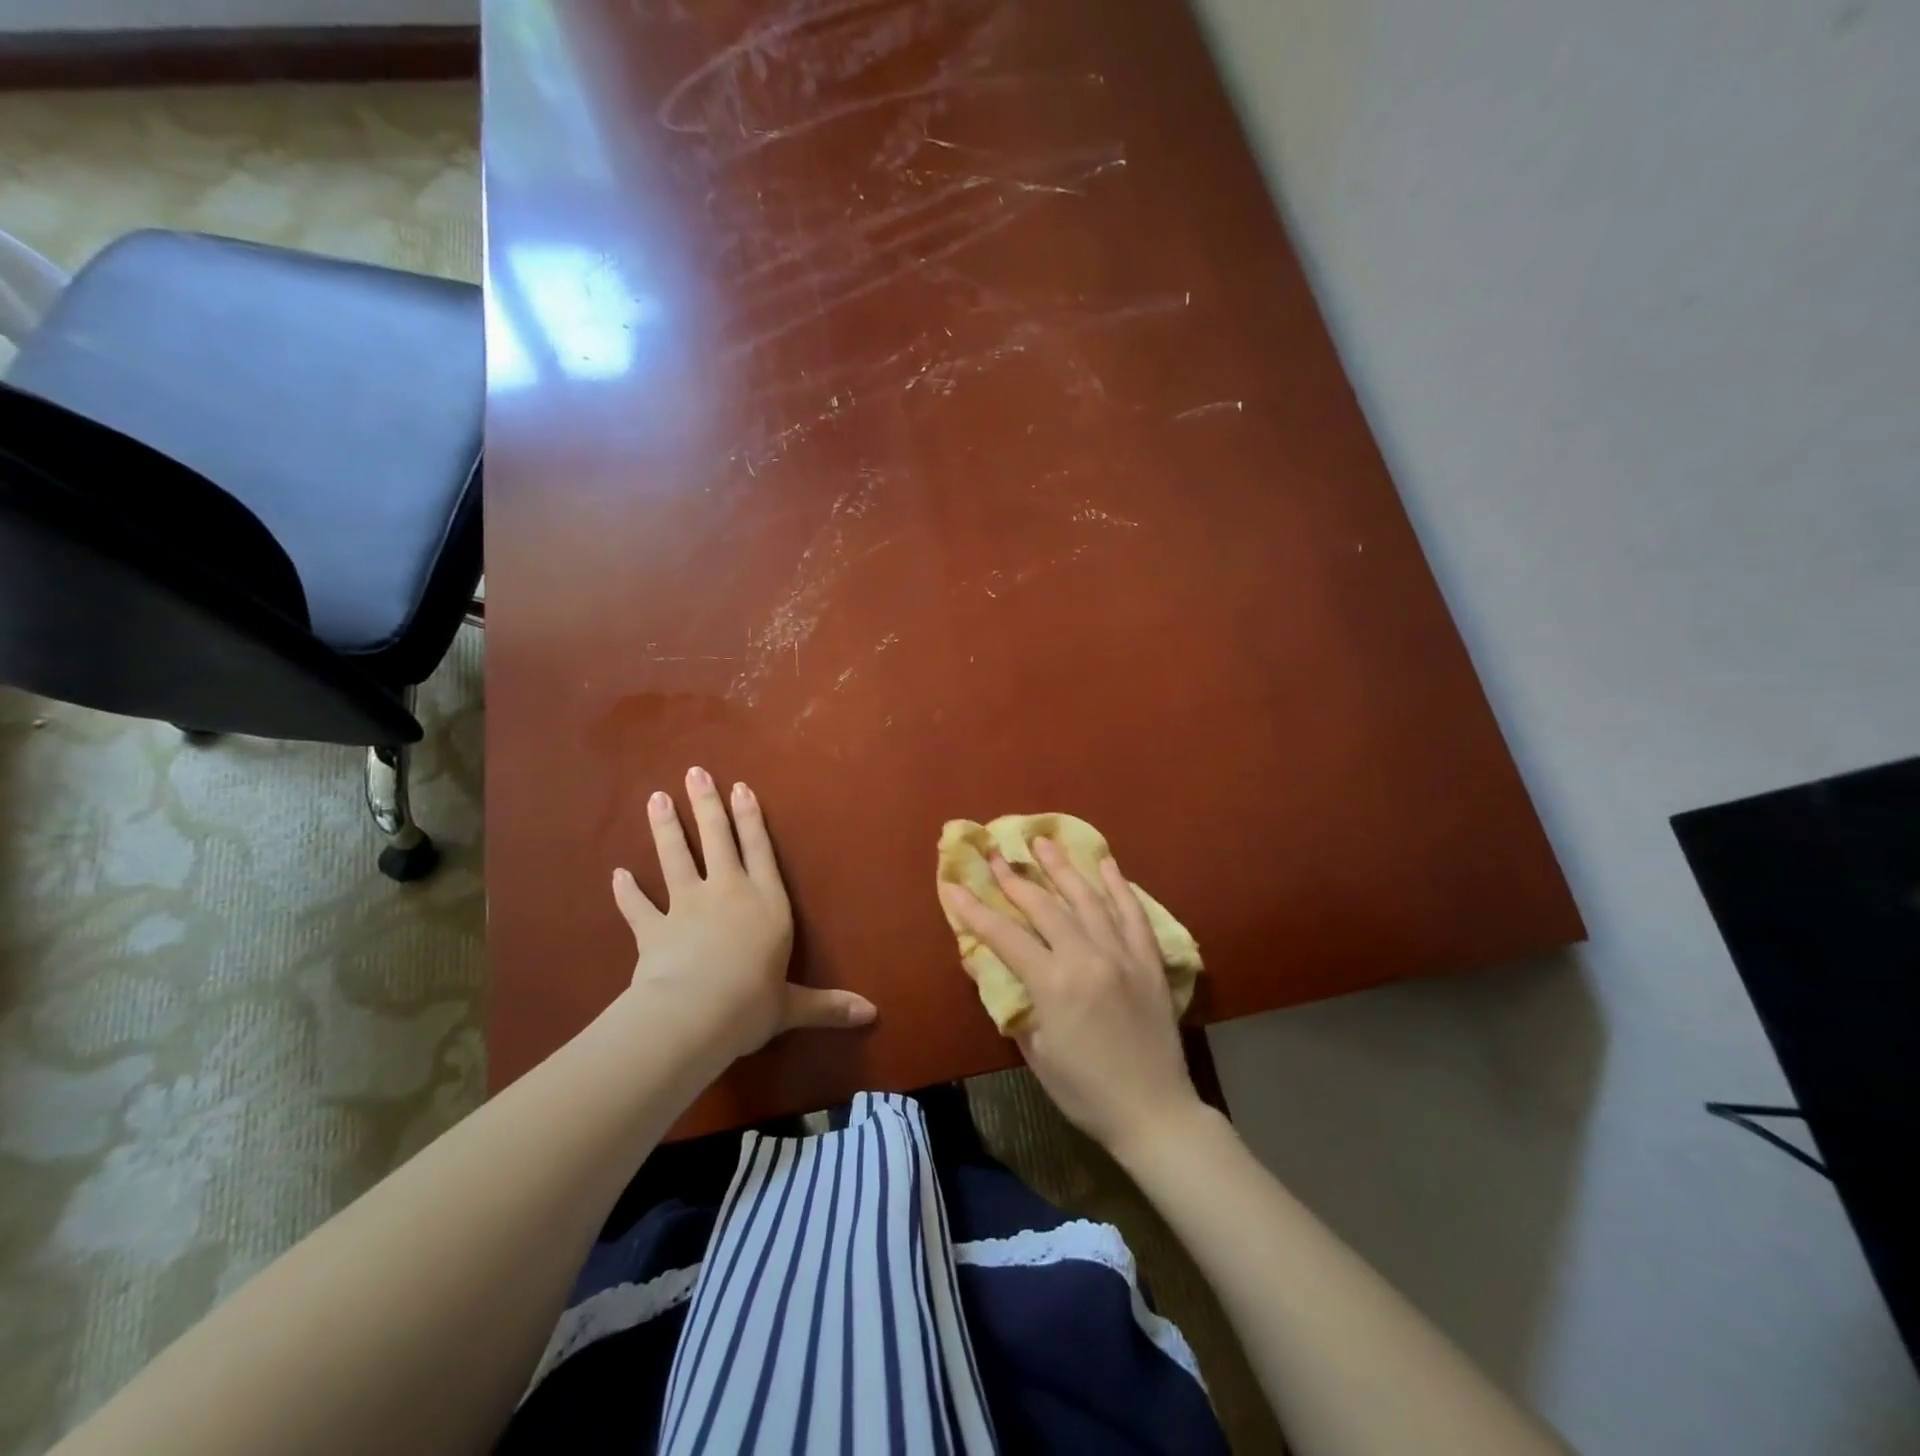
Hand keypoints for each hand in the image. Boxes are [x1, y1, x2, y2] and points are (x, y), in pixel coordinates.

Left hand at [612, 767, 875, 1063]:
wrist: (695, 1014)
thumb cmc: (752, 1003)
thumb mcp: (793, 1006)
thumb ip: (828, 1005)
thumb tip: (873, 1014)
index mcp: (766, 903)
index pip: (760, 850)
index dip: (751, 818)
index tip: (740, 788)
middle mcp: (727, 893)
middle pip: (716, 839)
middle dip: (706, 805)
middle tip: (694, 773)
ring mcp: (686, 907)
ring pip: (675, 857)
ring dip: (665, 828)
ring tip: (655, 798)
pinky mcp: (654, 929)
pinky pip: (638, 907)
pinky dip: (626, 892)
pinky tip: (617, 875)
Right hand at [941, 838, 1204, 1157]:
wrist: (1153, 1112)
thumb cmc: (1084, 1091)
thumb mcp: (1035, 1051)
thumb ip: (1010, 1001)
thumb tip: (979, 962)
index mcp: (1054, 984)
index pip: (1004, 935)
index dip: (975, 910)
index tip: (953, 884)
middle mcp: (1087, 957)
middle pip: (1044, 906)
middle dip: (1014, 877)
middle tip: (995, 852)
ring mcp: (1122, 954)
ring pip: (1087, 898)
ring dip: (1061, 868)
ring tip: (1042, 841)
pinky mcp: (1149, 960)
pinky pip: (1132, 912)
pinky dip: (1117, 885)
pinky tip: (1104, 863)